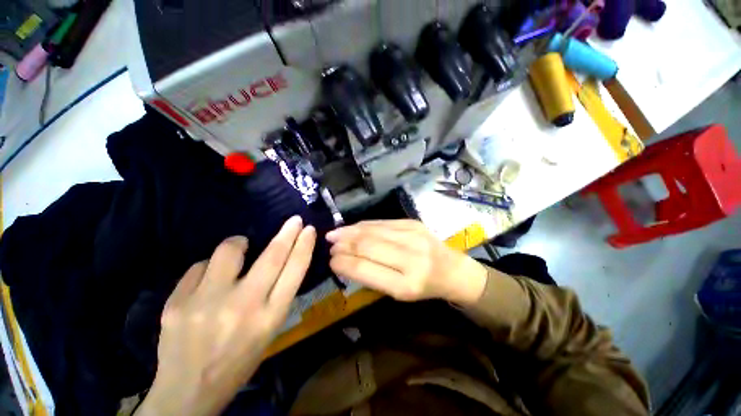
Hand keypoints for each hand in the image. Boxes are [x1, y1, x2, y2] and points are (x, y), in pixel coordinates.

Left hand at [137, 216, 315, 415]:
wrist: (187, 392)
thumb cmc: (238, 361)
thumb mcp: (269, 330)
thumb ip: (277, 295)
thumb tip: (281, 260)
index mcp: (270, 317)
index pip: (295, 270)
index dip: (304, 246)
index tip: (309, 230)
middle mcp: (243, 306)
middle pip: (272, 256)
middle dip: (287, 233)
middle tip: (294, 220)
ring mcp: (207, 303)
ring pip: (228, 251)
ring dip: (238, 244)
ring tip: (239, 248)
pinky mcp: (177, 303)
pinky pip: (198, 267)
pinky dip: (208, 267)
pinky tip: (206, 282)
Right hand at [327, 220, 487, 304]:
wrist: (453, 270)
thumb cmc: (424, 287)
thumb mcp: (399, 293)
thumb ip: (372, 276)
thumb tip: (345, 261)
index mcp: (406, 285)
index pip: (365, 270)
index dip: (344, 264)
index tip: (330, 261)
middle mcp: (411, 259)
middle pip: (367, 246)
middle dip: (344, 244)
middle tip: (329, 244)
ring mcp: (413, 236)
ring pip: (372, 231)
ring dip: (350, 232)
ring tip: (335, 234)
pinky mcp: (413, 223)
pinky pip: (382, 222)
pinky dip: (364, 225)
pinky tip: (353, 227)